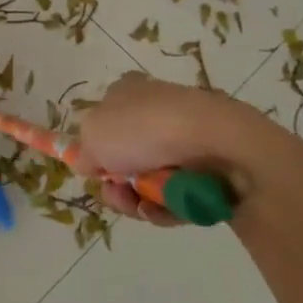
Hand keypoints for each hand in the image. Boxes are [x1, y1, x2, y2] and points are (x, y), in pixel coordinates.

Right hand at [77, 73, 265, 226]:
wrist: (218, 145)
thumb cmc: (146, 129)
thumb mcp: (94, 135)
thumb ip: (84, 151)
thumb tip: (90, 162)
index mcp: (128, 93)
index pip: (105, 118)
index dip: (96, 147)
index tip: (93, 168)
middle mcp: (156, 112)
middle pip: (124, 158)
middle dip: (116, 184)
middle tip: (118, 193)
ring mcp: (184, 141)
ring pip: (148, 182)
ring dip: (138, 201)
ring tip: (144, 206)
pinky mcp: (207, 170)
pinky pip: (176, 196)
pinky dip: (166, 208)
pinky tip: (164, 209)